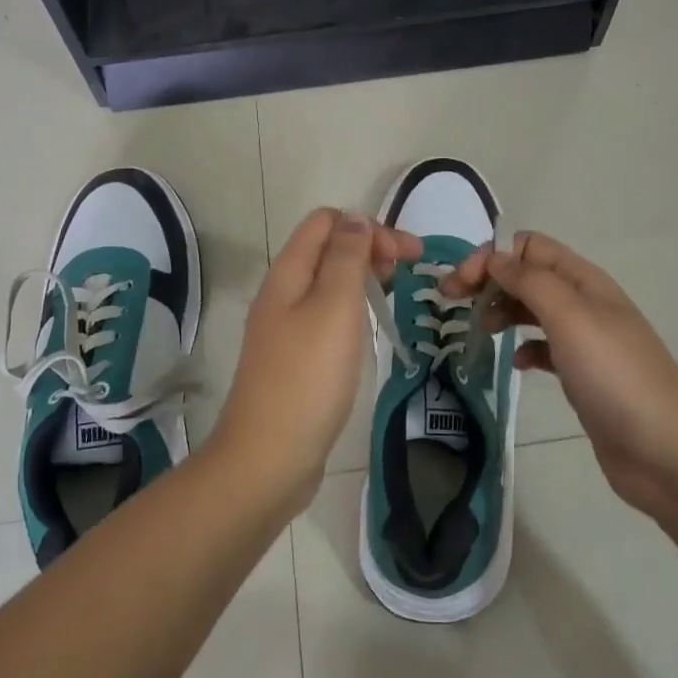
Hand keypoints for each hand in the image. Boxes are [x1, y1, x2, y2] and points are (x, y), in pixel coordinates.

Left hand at [210, 209, 421, 511]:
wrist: (268, 458)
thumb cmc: (308, 377)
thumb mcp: (334, 307)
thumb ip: (347, 258)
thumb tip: (356, 219)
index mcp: (288, 273)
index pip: (326, 221)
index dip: (368, 227)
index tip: (406, 256)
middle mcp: (282, 293)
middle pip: (328, 249)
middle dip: (370, 248)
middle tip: (409, 271)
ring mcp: (285, 327)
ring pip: (328, 283)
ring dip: (362, 278)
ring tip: (394, 294)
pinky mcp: (294, 358)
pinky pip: (325, 315)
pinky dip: (352, 309)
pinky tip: (368, 328)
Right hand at [447, 232, 677, 518]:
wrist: (666, 453)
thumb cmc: (616, 376)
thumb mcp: (570, 318)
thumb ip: (530, 282)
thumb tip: (495, 257)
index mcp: (584, 280)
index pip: (529, 247)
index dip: (492, 257)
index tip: (460, 285)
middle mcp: (584, 303)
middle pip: (527, 276)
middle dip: (488, 282)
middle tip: (452, 304)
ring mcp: (584, 340)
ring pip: (532, 311)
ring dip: (502, 311)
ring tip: (478, 331)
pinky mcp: (582, 375)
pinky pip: (544, 348)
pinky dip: (524, 349)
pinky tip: (515, 364)